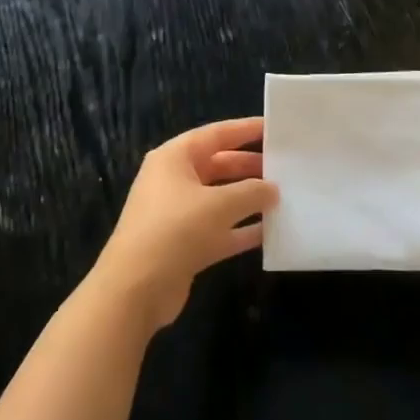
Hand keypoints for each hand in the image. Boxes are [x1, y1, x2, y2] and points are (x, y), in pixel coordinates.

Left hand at [92, 118, 276, 331]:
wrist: (134, 291)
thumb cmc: (175, 230)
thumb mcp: (219, 205)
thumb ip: (251, 192)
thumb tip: (273, 189)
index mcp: (175, 158)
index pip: (216, 134)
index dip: (246, 129)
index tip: (274, 128)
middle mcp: (174, 180)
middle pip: (219, 165)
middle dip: (250, 167)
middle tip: (284, 167)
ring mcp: (178, 214)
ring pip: (220, 198)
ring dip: (248, 199)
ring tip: (283, 197)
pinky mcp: (184, 245)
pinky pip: (219, 229)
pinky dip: (241, 229)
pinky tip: (269, 232)